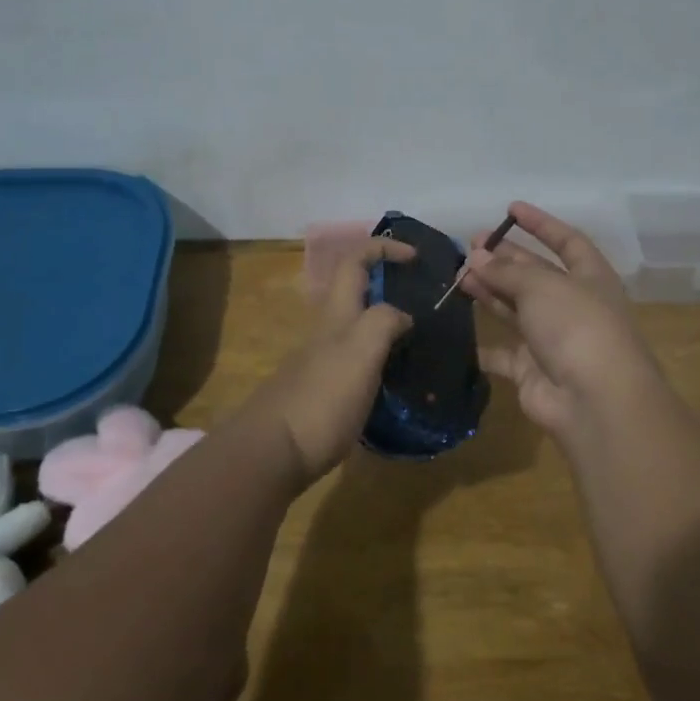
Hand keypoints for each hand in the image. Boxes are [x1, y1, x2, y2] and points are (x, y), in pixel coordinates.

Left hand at [237, 237, 413, 485]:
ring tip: (422, 342)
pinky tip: (400, 380)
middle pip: (356, 292)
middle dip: (389, 286)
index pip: (355, 260)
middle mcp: (328, 331)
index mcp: (337, 314)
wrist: (273, 452)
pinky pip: (360, 361)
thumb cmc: (321, 397)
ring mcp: (324, 362)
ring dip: (389, 325)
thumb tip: (403, 314)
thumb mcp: (361, 351)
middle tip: (426, 302)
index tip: (416, 257)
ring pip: (360, 328)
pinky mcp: (326, 392)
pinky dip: (383, 359)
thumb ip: (384, 322)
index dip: (384, 248)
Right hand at [461, 203, 682, 451]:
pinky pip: (502, 353)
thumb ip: (506, 271)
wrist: (594, 400)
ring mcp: (553, 340)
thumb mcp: (542, 286)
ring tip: (458, 276)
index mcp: (590, 278)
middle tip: (469, 246)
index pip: (567, 241)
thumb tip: (476, 257)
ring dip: (489, 291)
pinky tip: (457, 330)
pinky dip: (482, 345)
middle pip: (535, 275)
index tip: (510, 209)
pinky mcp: (532, 371)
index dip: (541, 224)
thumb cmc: (576, 326)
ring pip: (516, 309)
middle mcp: (573, 305)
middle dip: (504, 259)